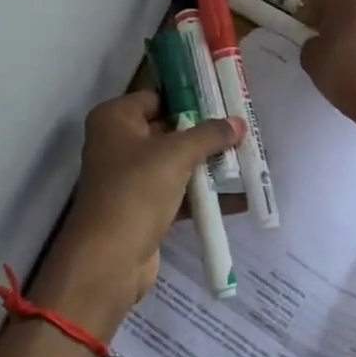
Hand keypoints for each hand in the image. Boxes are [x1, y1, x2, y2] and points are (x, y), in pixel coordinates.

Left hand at [33, 91, 242, 331]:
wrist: (108, 259)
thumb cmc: (136, 190)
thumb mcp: (176, 155)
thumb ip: (209, 135)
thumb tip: (238, 122)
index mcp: (115, 119)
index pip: (157, 97)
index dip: (190, 97)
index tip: (225, 98)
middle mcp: (118, 143)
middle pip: (168, 129)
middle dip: (205, 132)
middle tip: (242, 128)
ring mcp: (129, 177)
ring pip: (175, 162)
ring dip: (207, 164)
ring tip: (247, 158)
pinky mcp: (142, 207)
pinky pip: (178, 192)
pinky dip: (203, 194)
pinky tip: (238, 197)